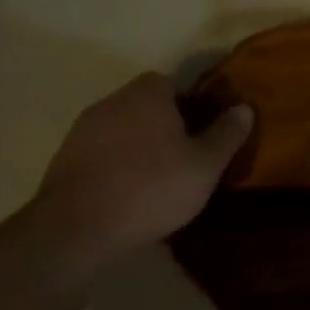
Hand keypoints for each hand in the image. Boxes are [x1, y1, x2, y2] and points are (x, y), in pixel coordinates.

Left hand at [29, 72, 252, 266]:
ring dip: (137, 148)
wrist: (78, 225)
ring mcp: (83, 128)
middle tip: (184, 160)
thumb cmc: (152, 187)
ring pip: (122, 130)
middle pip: (145, 106)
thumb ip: (226, 134)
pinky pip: (101, 153)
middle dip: (164, 127)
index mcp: (148, 93)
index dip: (189, 108)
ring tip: (156, 181)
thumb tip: (244, 107)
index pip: (172, 85)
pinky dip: (115, 166)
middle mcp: (113, 100)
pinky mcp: (64, 157)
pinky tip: (126, 194)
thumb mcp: (205, 165)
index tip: (200, 135)